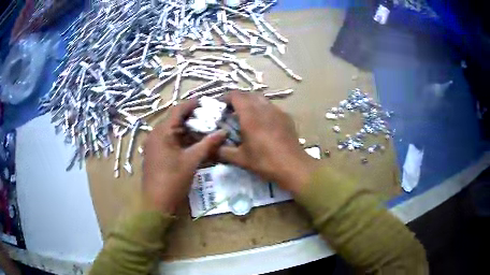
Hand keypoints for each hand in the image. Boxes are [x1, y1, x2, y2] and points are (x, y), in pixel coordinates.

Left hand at [142, 100, 226, 213]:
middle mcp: (155, 135)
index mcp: (162, 132)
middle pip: (175, 120)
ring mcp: (154, 145)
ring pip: (173, 131)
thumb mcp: (192, 161)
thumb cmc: (172, 180)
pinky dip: (182, 140)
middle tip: (210, 118)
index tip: (206, 102)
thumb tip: (223, 132)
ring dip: (188, 131)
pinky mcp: (156, 154)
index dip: (192, 104)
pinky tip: (195, 144)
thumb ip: (207, 144)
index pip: (178, 110)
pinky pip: (170, 141)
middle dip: (193, 119)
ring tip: (206, 130)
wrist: (156, 203)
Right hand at [218, 92, 320, 193]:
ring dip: (251, 103)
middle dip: (238, 99)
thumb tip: (213, 148)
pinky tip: (264, 123)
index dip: (227, 97)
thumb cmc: (265, 161)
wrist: (293, 166)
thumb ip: (223, 152)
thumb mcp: (241, 159)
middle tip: (232, 111)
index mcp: (250, 115)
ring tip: (248, 116)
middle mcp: (264, 108)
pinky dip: (263, 109)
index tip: (221, 105)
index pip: (236, 95)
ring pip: (261, 99)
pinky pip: (272, 107)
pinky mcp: (286, 117)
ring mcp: (277, 111)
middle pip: (249, 94)